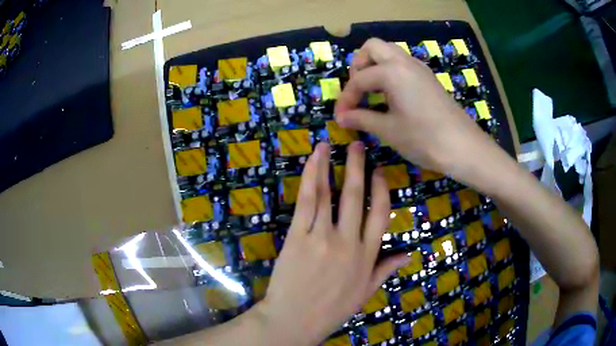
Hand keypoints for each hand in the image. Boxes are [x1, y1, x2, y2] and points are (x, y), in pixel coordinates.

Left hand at [257, 141, 408, 345]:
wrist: (294, 320)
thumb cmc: (330, 310)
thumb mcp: (365, 293)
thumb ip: (385, 270)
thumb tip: (408, 254)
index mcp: (367, 256)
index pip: (381, 214)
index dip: (382, 189)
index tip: (380, 171)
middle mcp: (349, 242)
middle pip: (357, 196)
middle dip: (358, 167)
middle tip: (358, 146)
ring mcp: (322, 237)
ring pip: (330, 193)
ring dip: (331, 165)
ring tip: (330, 145)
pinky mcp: (298, 236)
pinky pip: (307, 201)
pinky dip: (310, 177)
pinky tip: (313, 161)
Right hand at [334, 38, 492, 176]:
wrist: (464, 147)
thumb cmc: (424, 139)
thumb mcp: (389, 130)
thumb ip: (362, 118)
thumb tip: (341, 117)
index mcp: (392, 72)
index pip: (359, 79)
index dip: (346, 98)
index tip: (340, 117)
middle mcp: (404, 62)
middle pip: (372, 48)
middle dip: (358, 65)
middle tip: (357, 90)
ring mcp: (419, 68)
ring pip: (389, 53)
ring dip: (375, 66)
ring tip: (371, 92)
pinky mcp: (428, 78)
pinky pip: (403, 64)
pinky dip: (390, 72)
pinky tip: (391, 96)